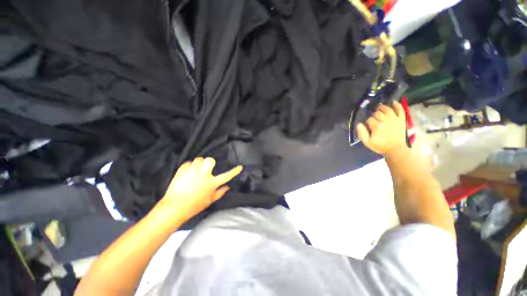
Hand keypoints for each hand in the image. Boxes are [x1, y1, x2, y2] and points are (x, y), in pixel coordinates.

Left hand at [157, 157, 242, 222]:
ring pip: (199, 159)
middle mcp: (204, 174)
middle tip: (205, 169)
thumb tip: (228, 187)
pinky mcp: (182, 170)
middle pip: (210, 160)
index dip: (234, 171)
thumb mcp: (210, 201)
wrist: (174, 207)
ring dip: (199, 164)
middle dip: (209, 162)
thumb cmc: (194, 206)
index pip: (227, 175)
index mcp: (212, 183)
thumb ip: (220, 192)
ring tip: (195, 171)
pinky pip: (188, 163)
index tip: (240, 167)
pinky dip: (189, 167)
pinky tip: (187, 173)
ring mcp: (192, 171)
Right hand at [356, 101, 406, 155]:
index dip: (367, 121)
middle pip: (377, 113)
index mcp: (377, 126)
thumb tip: (359, 124)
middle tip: (373, 118)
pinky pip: (400, 110)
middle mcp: (386, 120)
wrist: (396, 150)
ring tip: (379, 107)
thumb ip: (362, 133)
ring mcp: (395, 119)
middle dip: (373, 115)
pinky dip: (397, 105)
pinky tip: (393, 102)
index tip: (367, 125)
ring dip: (382, 107)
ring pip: (387, 109)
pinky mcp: (401, 120)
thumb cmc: (380, 146)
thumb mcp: (367, 142)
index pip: (369, 119)